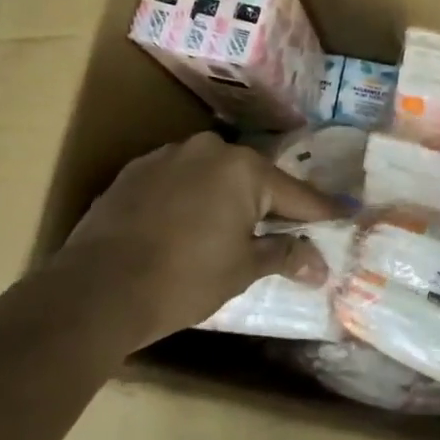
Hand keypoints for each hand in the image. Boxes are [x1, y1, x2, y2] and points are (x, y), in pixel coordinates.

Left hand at [42, 132, 340, 352]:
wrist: (97, 289)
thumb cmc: (183, 279)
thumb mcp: (242, 269)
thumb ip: (284, 255)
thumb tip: (320, 264)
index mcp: (243, 169)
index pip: (294, 194)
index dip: (319, 212)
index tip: (343, 216)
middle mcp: (209, 150)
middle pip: (253, 179)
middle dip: (269, 205)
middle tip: (285, 233)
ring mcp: (168, 156)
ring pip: (213, 176)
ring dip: (227, 199)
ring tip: (229, 232)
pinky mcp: (136, 170)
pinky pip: (180, 180)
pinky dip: (192, 199)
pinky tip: (186, 226)